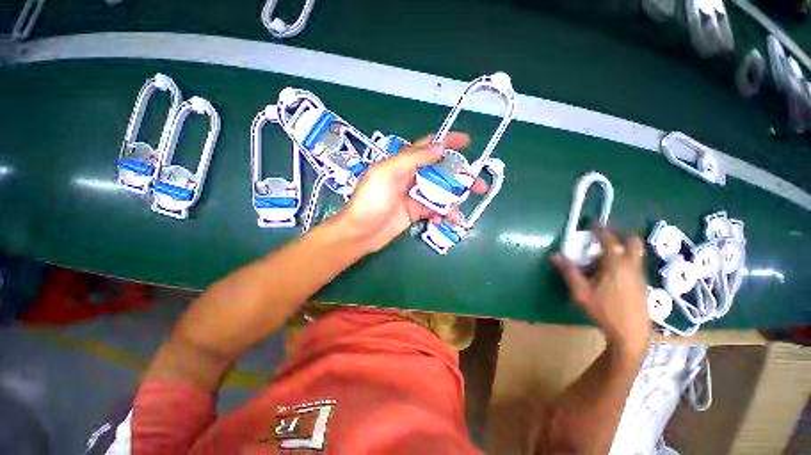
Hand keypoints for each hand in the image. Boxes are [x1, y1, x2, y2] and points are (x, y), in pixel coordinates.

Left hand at [334, 132, 486, 252]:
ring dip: (453, 200)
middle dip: (460, 177)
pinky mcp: (415, 212)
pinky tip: (446, 221)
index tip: (467, 142)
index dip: (448, 141)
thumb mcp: (388, 173)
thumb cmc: (371, 200)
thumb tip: (440, 147)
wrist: (361, 232)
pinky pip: (434, 210)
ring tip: (458, 212)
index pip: (428, 146)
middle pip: (440, 172)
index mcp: (403, 162)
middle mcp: (411, 176)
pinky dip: (442, 214)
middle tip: (479, 185)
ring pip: (440, 193)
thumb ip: (413, 159)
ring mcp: (414, 195)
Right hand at [550, 229, 650, 356]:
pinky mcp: (642, 283)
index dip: (599, 229)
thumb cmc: (604, 311)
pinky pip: (634, 262)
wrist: (631, 333)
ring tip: (606, 253)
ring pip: (635, 252)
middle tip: (605, 235)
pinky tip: (612, 271)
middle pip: (632, 241)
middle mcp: (631, 265)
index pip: (608, 239)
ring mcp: (639, 274)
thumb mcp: (581, 292)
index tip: (591, 223)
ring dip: (623, 246)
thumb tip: (554, 256)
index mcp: (615, 264)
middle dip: (620, 234)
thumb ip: (568, 272)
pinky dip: (625, 258)